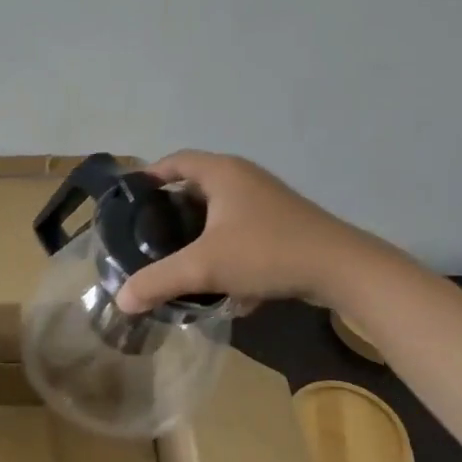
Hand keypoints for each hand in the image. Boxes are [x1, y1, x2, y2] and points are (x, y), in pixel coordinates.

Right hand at [113, 151, 372, 313]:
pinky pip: (242, 230)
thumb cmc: (266, 252)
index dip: (151, 175)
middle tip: (148, 234)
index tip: (131, 199)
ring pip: (221, 211)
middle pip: (197, 186)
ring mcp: (267, 200)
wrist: (341, 268)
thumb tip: (121, 300)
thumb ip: (159, 281)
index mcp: (222, 173)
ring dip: (200, 232)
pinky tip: (222, 283)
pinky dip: (226, 248)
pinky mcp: (283, 224)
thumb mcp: (205, 267)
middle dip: (172, 210)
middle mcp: (244, 178)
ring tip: (179, 258)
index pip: (176, 161)